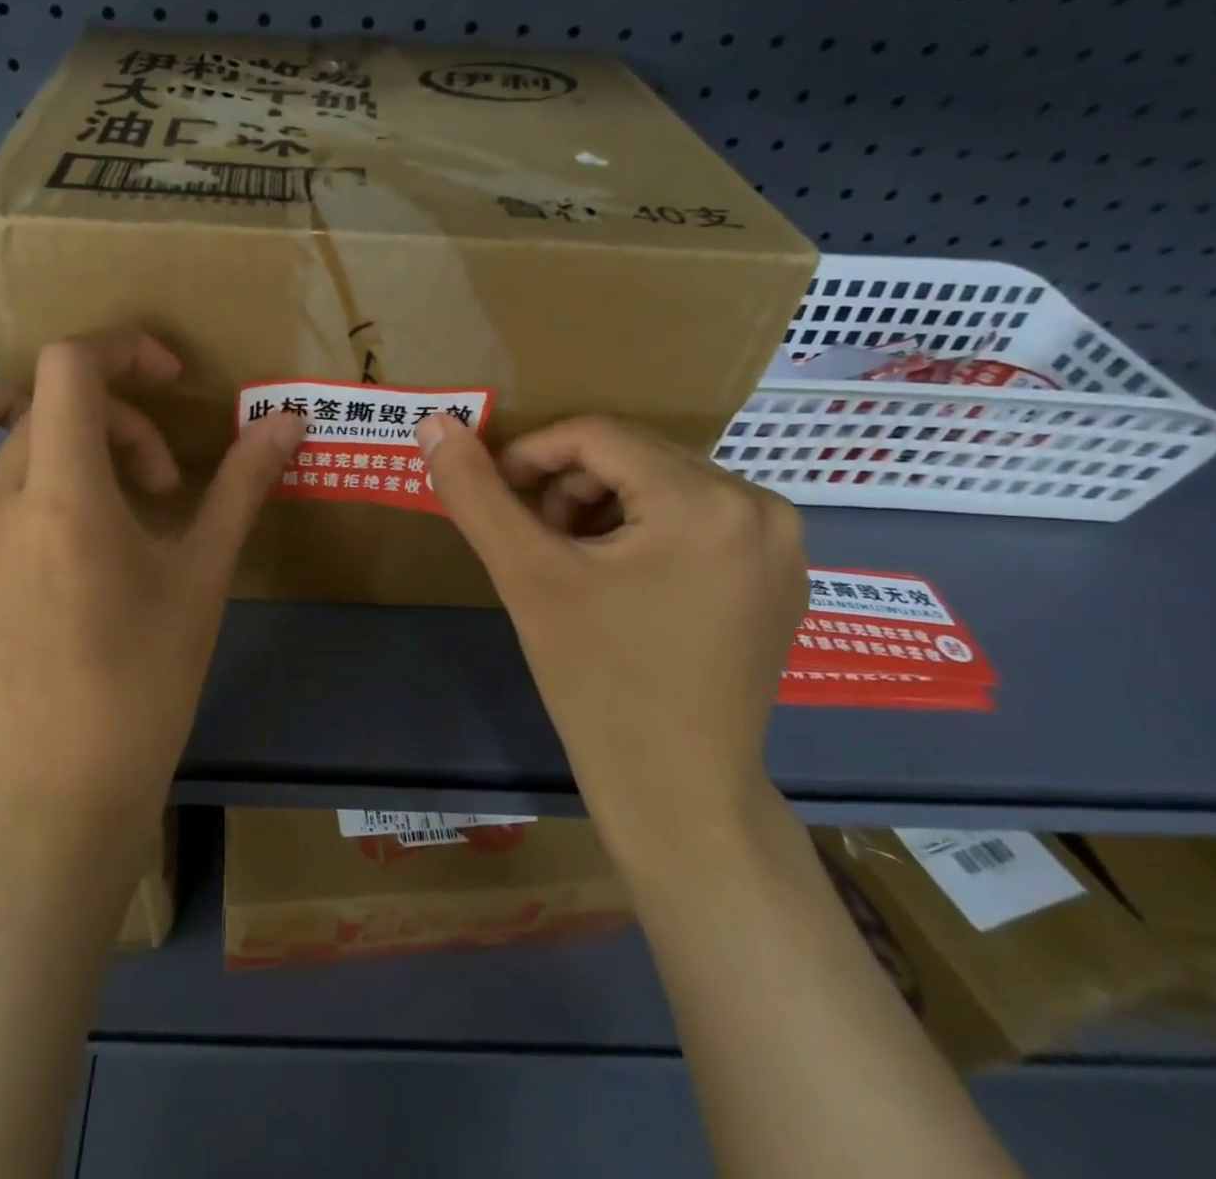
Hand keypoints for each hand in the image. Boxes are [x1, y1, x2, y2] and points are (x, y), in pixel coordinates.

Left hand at [0, 329, 305, 837]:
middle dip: (103, 411)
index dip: (122, 347)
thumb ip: (242, 485)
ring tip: (54, 454)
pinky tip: (6, 503)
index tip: (166, 379)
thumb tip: (290, 422)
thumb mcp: (202, 576)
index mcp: (62, 502)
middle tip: (142, 472)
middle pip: (34, 394)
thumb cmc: (146, 680)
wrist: (62, 780)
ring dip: (1, 410)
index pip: (70, 368)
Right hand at [414, 414, 807, 855]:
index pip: (596, 435)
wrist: (676, 792)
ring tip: (571, 565)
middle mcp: (761, 508)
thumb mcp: (526, 576)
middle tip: (533, 542)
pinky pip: (696, 519)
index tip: (493, 497)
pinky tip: (618, 585)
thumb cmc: (598, 682)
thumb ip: (475, 493)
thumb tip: (434, 423)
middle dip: (568, 488)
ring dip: (602, 508)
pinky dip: (643, 531)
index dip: (530, 455)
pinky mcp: (778, 578)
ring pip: (662, 485)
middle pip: (633, 456)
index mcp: (707, 501)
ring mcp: (781, 545)